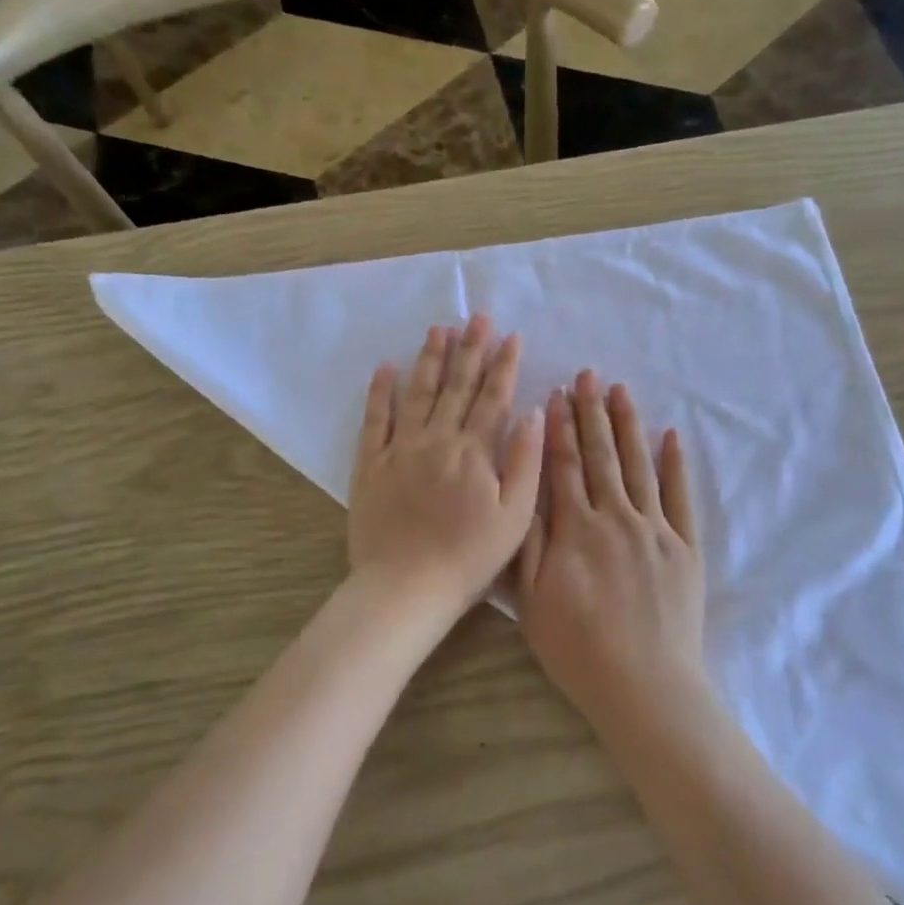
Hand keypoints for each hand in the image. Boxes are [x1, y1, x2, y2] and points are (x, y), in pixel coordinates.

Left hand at [348, 315, 544, 625]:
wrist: (406, 587)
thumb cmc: (469, 557)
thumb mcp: (515, 516)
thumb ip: (526, 461)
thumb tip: (533, 413)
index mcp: (474, 451)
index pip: (493, 397)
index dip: (504, 364)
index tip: (511, 336)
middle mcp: (437, 439)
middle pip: (456, 385)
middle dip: (470, 349)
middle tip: (477, 317)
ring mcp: (400, 450)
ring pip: (417, 393)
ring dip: (429, 359)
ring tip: (439, 330)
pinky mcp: (371, 465)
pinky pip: (374, 420)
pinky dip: (380, 393)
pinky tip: (385, 368)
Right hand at [516, 371, 704, 731]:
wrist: (644, 684)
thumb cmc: (577, 648)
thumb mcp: (531, 600)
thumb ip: (527, 543)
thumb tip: (526, 492)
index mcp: (575, 529)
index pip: (564, 466)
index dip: (559, 428)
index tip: (556, 394)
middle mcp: (616, 517)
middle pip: (601, 456)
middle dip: (592, 413)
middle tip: (589, 376)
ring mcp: (655, 529)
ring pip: (639, 465)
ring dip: (629, 426)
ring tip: (621, 391)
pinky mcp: (685, 546)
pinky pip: (680, 496)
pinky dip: (675, 464)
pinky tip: (670, 435)